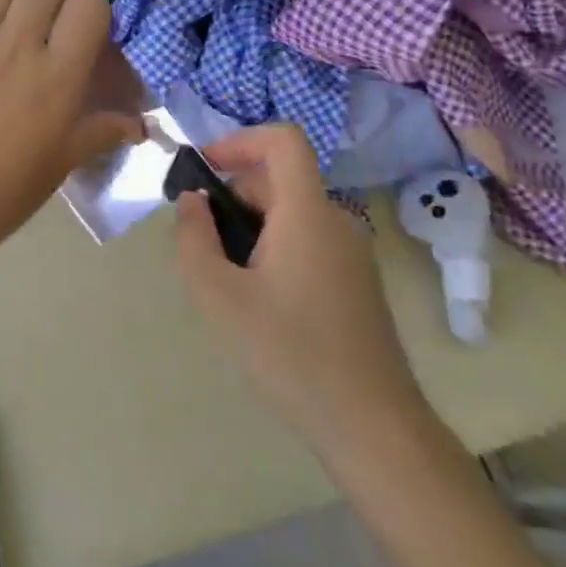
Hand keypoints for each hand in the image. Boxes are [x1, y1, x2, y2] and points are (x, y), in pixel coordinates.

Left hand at [0, 0, 142, 260]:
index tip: (85, 32)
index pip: (90, 3)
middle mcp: (17, 43)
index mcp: (57, 74)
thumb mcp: (61, 163)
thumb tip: (139, 126)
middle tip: (48, 16)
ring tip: (11, 14)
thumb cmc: (2, 192)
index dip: (93, 10)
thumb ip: (101, 132)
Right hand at [174, 125, 428, 459]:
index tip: (206, 169)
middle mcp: (336, 221)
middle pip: (280, 179)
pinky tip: (258, 299)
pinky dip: (273, 246)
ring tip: (226, 276)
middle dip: (233, 194)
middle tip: (202, 241)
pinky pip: (307, 239)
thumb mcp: (219, 296)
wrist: (373, 426)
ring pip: (291, 212)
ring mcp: (352, 253)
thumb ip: (194, 238)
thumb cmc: (290, 353)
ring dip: (250, 225)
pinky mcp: (356, 281)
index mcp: (308, 213)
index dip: (240, 140)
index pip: (283, 140)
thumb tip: (192, 201)